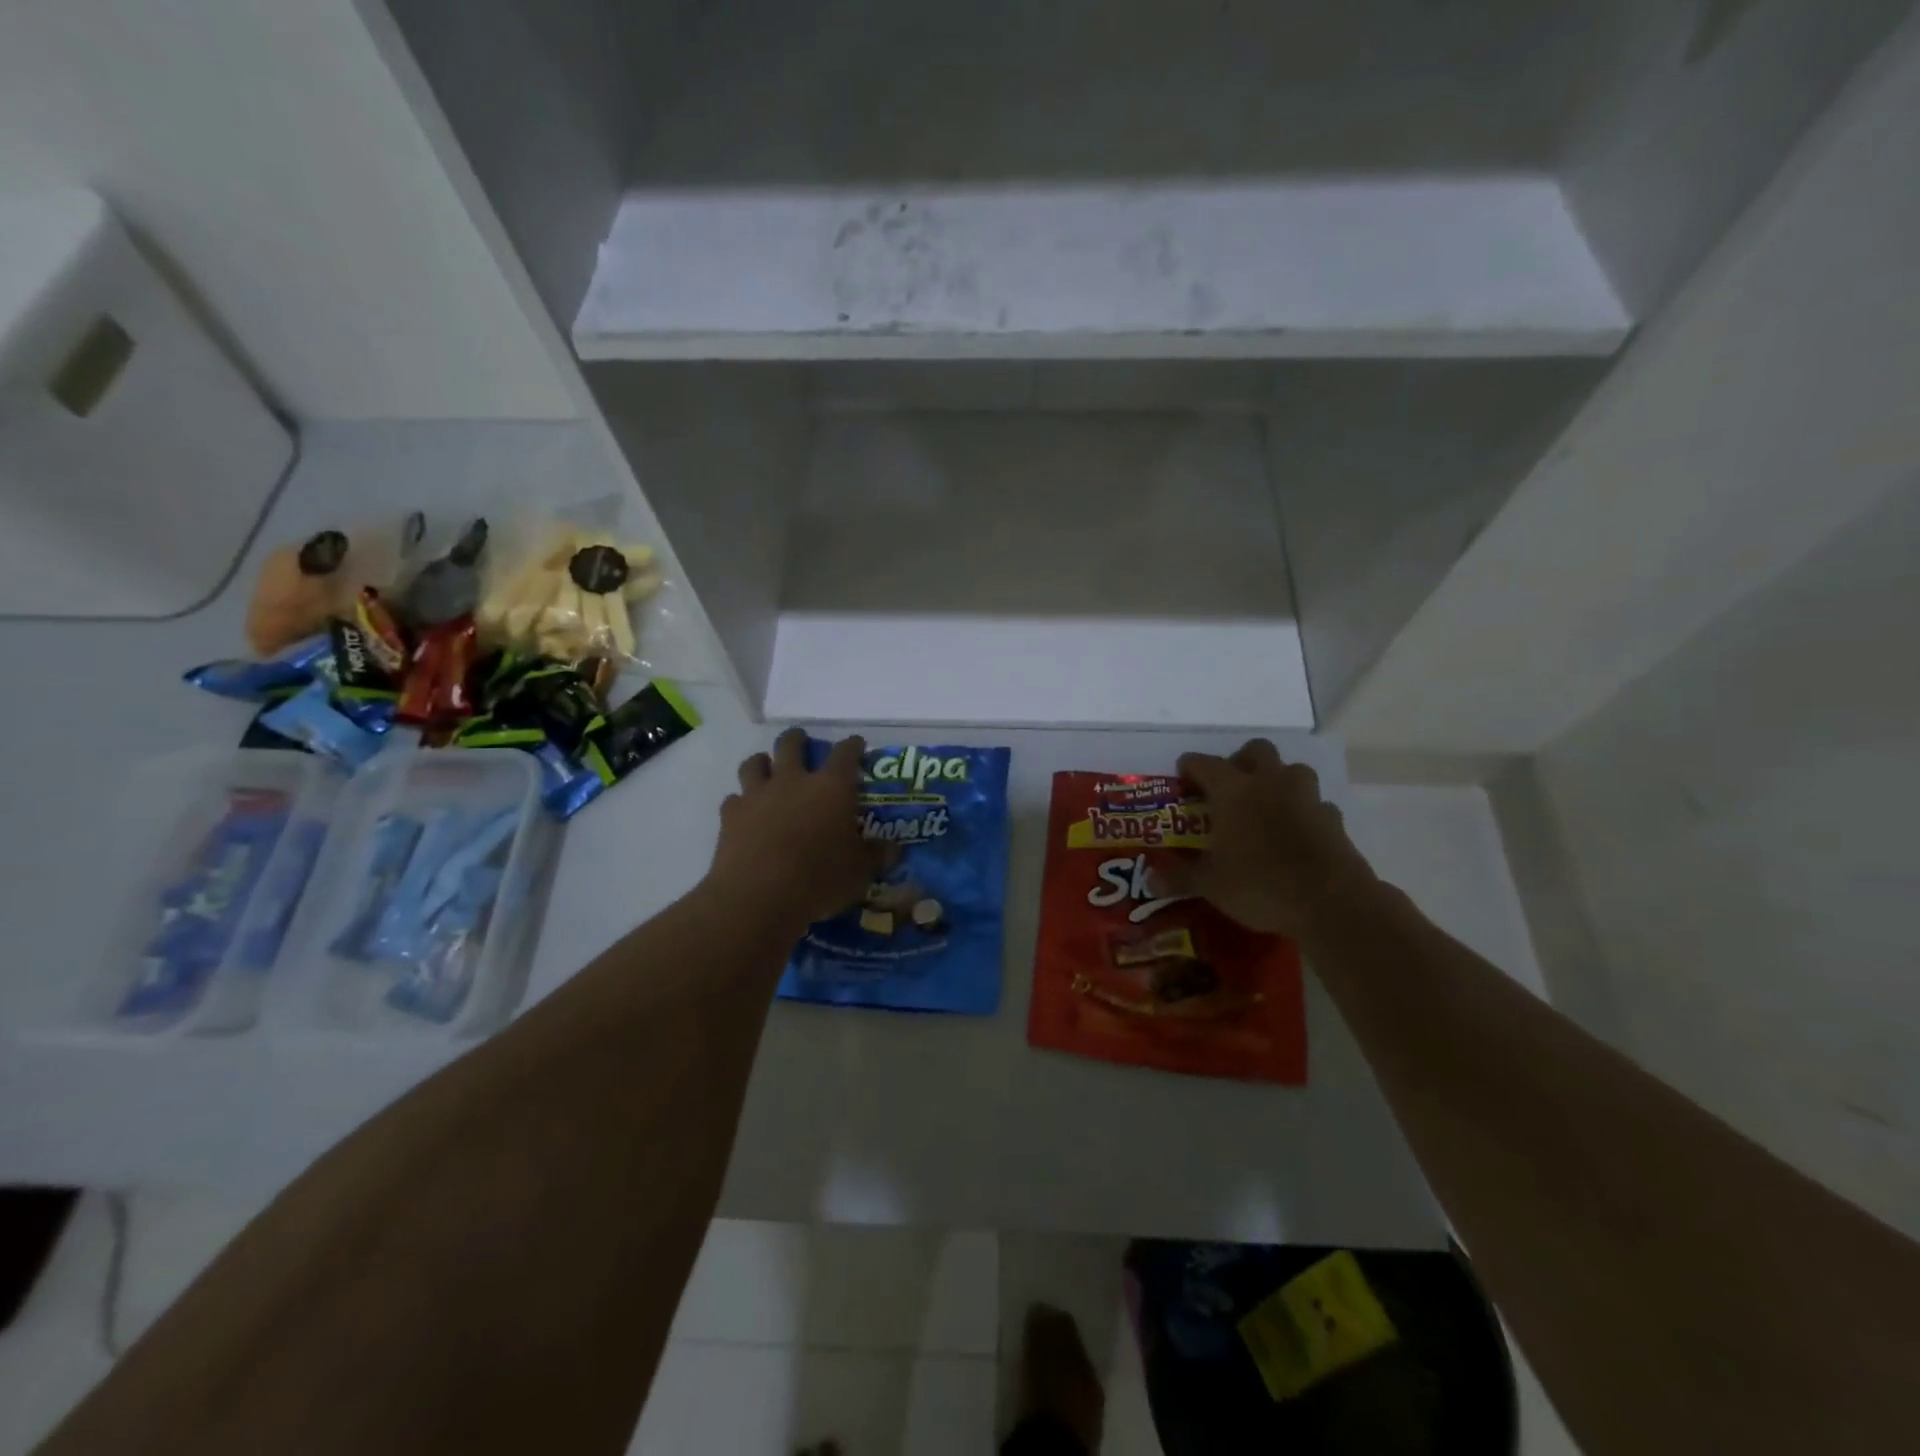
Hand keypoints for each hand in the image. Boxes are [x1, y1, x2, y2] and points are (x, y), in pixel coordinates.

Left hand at [706, 728, 884, 933]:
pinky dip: (741, 802)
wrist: (758, 897)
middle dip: (798, 739)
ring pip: (755, 763)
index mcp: (832, 788)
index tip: (857, 744)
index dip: (852, 745)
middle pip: (791, 744)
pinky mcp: (731, 816)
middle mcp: (793, 781)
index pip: (845, 753)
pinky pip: (734, 799)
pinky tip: (747, 813)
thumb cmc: (820, 879)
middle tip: (802, 742)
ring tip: (767, 769)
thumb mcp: (860, 872)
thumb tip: (894, 849)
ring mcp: (757, 795)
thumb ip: (876, 855)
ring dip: (763, 763)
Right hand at [1162, 739, 1378, 940]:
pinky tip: (1296, 832)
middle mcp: (1270, 784)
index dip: (1191, 766)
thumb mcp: (1210, 885)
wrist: (1332, 902)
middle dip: (1241, 760)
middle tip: (1230, 786)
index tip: (1182, 774)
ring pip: (1293, 770)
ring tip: (1266, 805)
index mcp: (1234, 791)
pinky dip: (1304, 811)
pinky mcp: (1334, 820)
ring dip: (1279, 780)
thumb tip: (1150, 880)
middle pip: (1257, 750)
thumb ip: (1179, 877)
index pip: (1205, 764)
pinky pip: (1316, 804)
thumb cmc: (1260, 885)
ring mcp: (1307, 798)